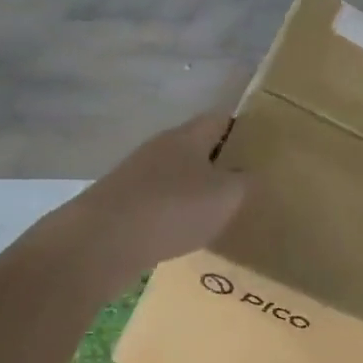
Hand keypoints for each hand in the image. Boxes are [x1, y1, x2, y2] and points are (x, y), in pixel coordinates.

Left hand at [60, 111, 246, 275]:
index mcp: (188, 136)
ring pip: (176, 176)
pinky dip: (173, 214)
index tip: (263, 148)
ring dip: (195, 191)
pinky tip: (184, 234)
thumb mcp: (227, 196)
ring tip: (219, 213)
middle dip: (221, 163)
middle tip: (247, 184)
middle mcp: (160, 147)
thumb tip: (251, 174)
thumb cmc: (172, 209)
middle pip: (197, 147)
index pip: (221, 119)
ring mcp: (136, 176)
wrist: (99, 243)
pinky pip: (157, 202)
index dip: (243, 129)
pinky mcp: (120, 204)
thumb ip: (246, 181)